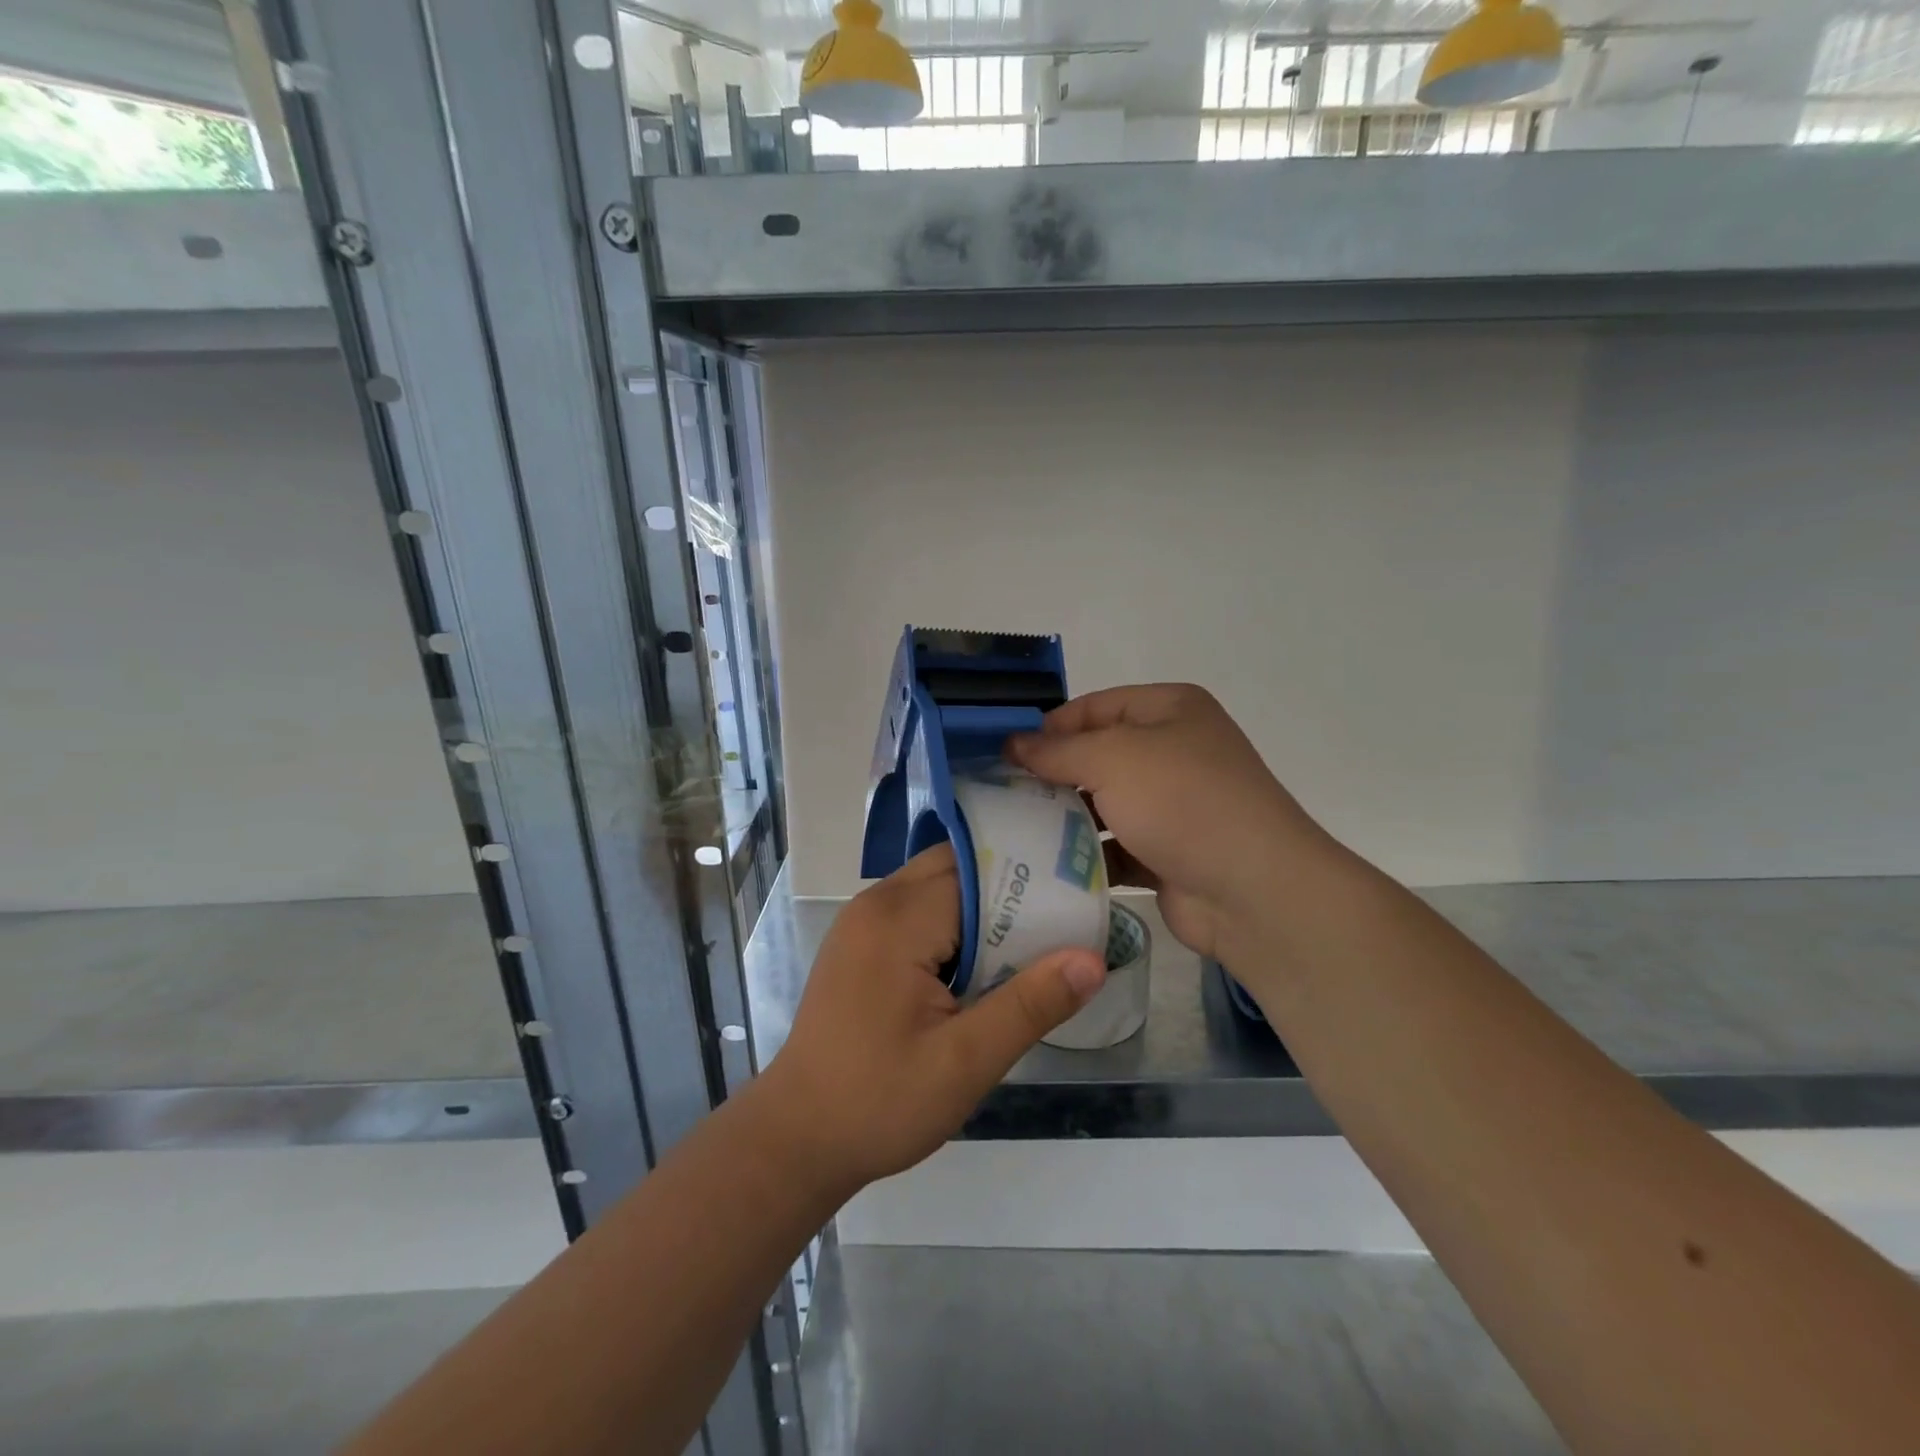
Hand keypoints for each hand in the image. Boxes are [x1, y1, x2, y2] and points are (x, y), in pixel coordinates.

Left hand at [757, 844, 1105, 1193]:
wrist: (798, 1137)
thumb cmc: (880, 1101)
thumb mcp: (965, 1062)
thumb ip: (1030, 1005)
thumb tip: (1092, 959)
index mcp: (899, 918)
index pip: (977, 868)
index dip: (1029, 878)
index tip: (1078, 893)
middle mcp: (877, 903)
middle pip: (956, 865)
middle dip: (1010, 885)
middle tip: (1066, 913)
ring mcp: (863, 921)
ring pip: (937, 885)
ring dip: (983, 905)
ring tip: (1037, 935)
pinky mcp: (860, 943)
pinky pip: (918, 909)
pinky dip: (956, 922)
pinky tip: (985, 959)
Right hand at [1008, 684, 1333, 964]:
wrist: (1253, 890)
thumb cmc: (1182, 801)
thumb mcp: (1113, 758)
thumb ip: (1056, 750)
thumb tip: (1012, 743)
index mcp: (1169, 711)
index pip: (1095, 706)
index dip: (1050, 727)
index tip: (1005, 755)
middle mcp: (1173, 751)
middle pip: (1097, 756)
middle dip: (1053, 776)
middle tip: (1003, 796)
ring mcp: (1172, 805)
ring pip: (1104, 804)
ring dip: (1065, 818)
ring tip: (1015, 832)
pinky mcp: (1167, 853)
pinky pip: (1115, 847)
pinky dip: (1086, 856)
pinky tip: (1047, 867)